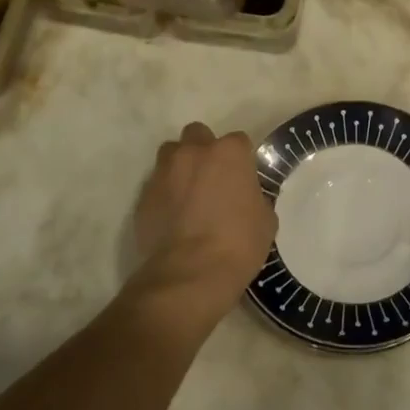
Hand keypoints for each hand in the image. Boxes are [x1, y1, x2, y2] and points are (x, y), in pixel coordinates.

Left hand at [128, 122, 276, 328]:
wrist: (191, 274)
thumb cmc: (239, 243)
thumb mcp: (265, 219)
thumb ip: (255, 196)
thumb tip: (247, 196)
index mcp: (229, 152)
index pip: (238, 141)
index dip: (241, 160)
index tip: (243, 180)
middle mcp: (193, 152)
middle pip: (198, 135)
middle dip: (204, 151)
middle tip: (212, 179)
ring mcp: (164, 172)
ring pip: (171, 154)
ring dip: (180, 167)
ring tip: (188, 194)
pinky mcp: (144, 195)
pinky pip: (156, 185)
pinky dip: (164, 194)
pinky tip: (173, 217)